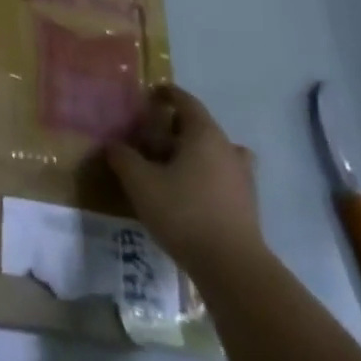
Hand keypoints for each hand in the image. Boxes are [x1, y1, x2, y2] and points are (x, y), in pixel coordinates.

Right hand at [107, 85, 263, 278]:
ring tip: (169, 166)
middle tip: (150, 136)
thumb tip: (114, 145)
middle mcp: (228, 149)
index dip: (168, 94)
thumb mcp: (140, 182)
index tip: (151, 94)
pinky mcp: (246, 204)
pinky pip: (221, 176)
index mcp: (204, 135)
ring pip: (214, 153)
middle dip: (175, 127)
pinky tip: (186, 193)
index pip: (186, 102)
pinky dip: (204, 176)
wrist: (232, 267)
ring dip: (192, 153)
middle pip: (200, 127)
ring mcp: (242, 178)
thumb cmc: (184, 212)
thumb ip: (123, 158)